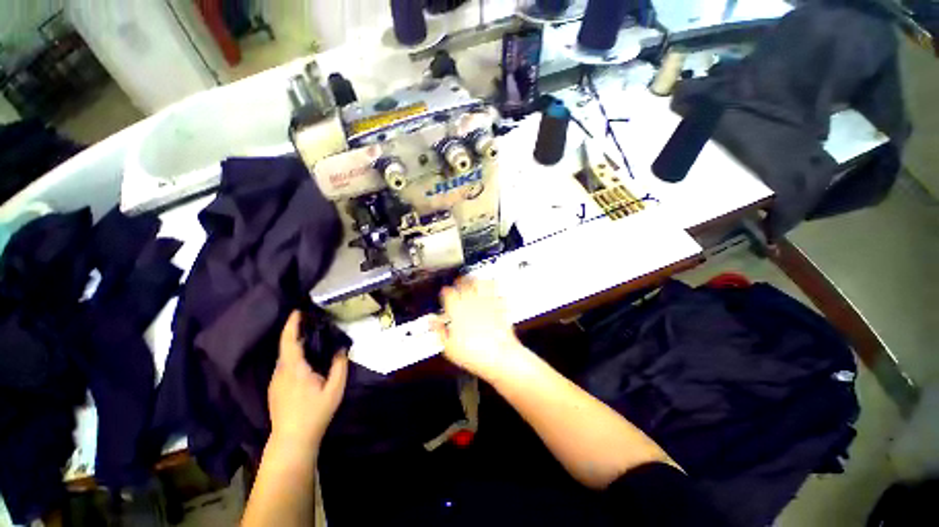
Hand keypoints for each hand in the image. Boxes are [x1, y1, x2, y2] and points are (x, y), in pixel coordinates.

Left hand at [268, 311, 347, 449]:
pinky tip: (305, 360)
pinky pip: (284, 366)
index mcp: (294, 369)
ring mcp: (275, 381)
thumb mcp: (335, 389)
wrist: (292, 440)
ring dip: (295, 344)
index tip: (298, 311)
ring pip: (284, 357)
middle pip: (285, 347)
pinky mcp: (275, 389)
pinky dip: (293, 356)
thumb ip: (340, 365)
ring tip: (311, 337)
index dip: (292, 324)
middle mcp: (280, 372)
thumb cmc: (315, 413)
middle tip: (312, 322)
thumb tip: (341, 348)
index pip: (289, 341)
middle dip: (296, 332)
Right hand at [433, 278, 523, 379]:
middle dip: (461, 280)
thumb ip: (439, 331)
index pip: (448, 293)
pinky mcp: (499, 307)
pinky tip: (492, 287)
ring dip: (477, 280)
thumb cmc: (475, 354)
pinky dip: (493, 286)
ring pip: (481, 282)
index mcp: (457, 311)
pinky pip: (496, 291)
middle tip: (459, 282)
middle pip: (465, 283)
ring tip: (475, 279)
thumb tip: (432, 322)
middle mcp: (472, 303)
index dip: (445, 291)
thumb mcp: (449, 348)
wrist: (499, 357)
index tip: (445, 293)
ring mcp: (486, 303)